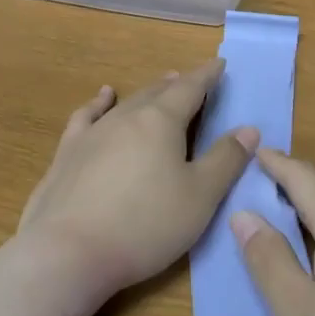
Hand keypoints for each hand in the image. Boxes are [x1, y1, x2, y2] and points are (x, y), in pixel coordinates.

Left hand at [18, 59, 257, 304]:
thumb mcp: (200, 197)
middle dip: (177, 85)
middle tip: (190, 79)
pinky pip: (87, 116)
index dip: (207, 76)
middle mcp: (126, 117)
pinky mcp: (67, 154)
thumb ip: (225, 160)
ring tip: (158, 85)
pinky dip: (98, 103)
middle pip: (157, 93)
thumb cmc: (145, 224)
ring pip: (125, 103)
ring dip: (146, 92)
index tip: (219, 64)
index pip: (190, 89)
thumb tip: (248, 129)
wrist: (69, 251)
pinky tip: (102, 99)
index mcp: (161, 121)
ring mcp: (92, 133)